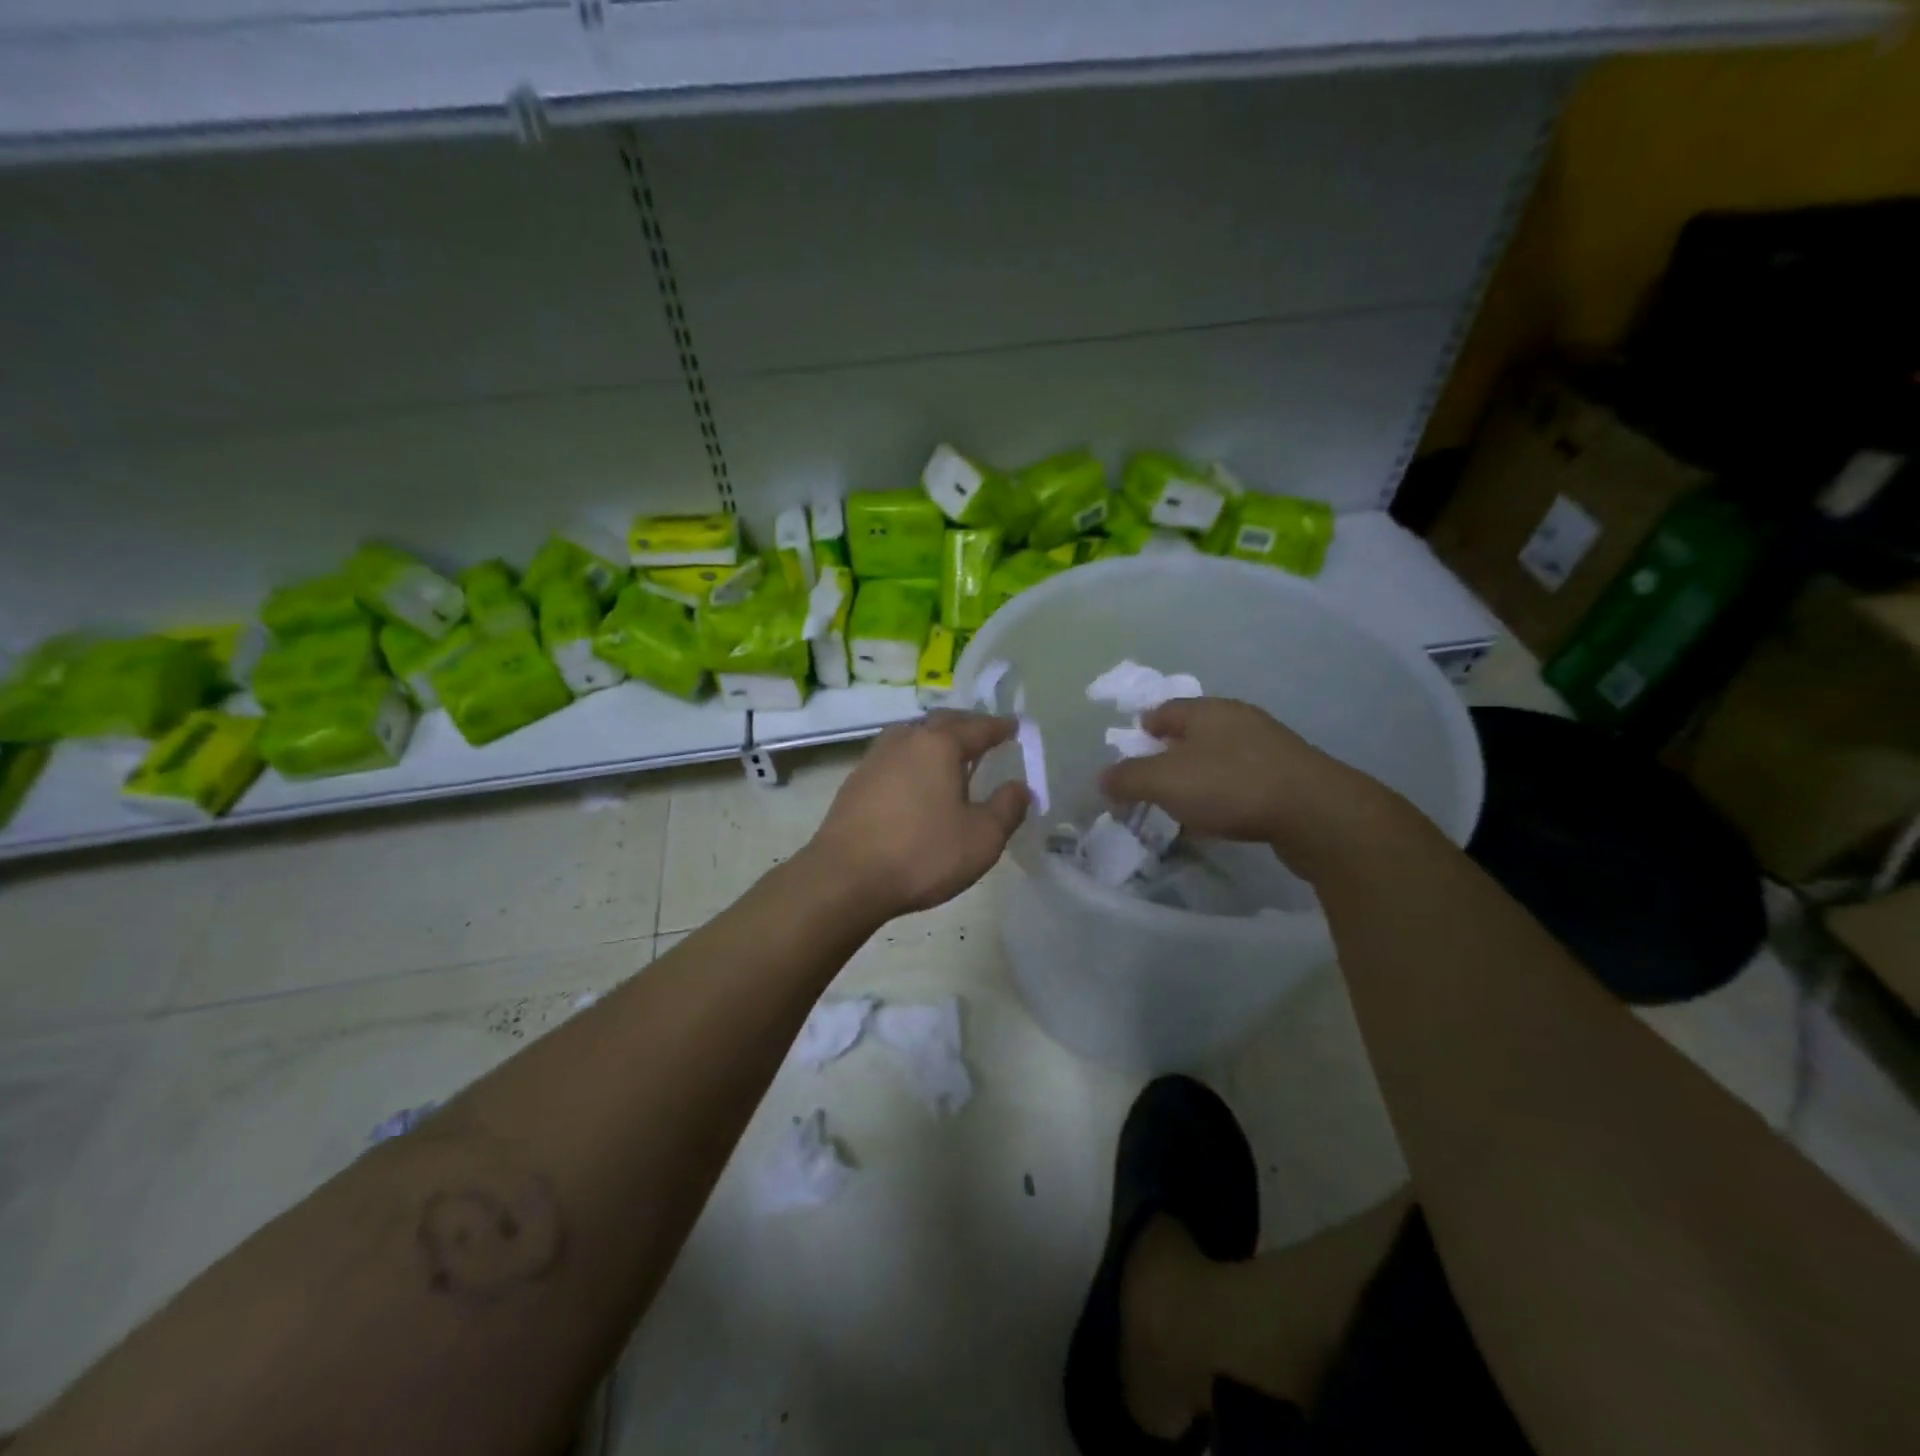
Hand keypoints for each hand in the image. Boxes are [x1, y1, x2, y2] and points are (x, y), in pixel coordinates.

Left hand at [806, 710, 1030, 919]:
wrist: (844, 878)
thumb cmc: (921, 854)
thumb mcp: (982, 838)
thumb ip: (1007, 808)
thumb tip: (1020, 787)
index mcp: (938, 744)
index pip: (977, 727)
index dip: (1000, 727)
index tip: (1014, 727)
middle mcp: (905, 740)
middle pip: (942, 722)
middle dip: (967, 726)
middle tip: (985, 735)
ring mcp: (875, 758)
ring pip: (913, 736)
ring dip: (936, 740)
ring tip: (952, 755)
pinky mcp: (855, 782)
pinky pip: (895, 757)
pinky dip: (914, 759)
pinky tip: (917, 781)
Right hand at [1099, 697, 1410, 881]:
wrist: (1316, 813)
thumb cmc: (1230, 786)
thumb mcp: (1164, 782)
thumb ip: (1127, 778)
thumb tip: (1102, 778)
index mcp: (1206, 710)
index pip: (1162, 711)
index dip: (1140, 731)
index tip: (1128, 755)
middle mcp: (1238, 720)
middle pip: (1190, 735)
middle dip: (1167, 758)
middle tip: (1150, 786)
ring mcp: (1268, 747)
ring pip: (1217, 760)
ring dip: (1196, 780)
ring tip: (1180, 809)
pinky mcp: (1288, 777)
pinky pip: (1241, 783)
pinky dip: (1222, 798)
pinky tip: (1216, 821)